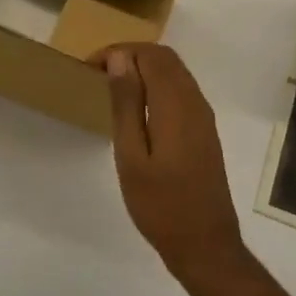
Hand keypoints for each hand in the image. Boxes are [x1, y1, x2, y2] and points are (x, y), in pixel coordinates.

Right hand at [99, 44, 254, 295]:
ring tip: (112, 87)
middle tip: (98, 74)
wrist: (205, 245)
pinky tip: (137, 108)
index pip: (150, 55)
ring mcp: (203, 116)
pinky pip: (181, 90)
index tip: (90, 67)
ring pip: (175, 72)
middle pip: (165, 58)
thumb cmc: (160, 204)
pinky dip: (157, 85)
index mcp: (175, 104)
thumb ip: (126, 103)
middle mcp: (194, 101)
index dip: (119, 51)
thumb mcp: (132, 155)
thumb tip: (119, 58)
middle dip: (131, 56)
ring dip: (144, 69)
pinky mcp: (204, 130)